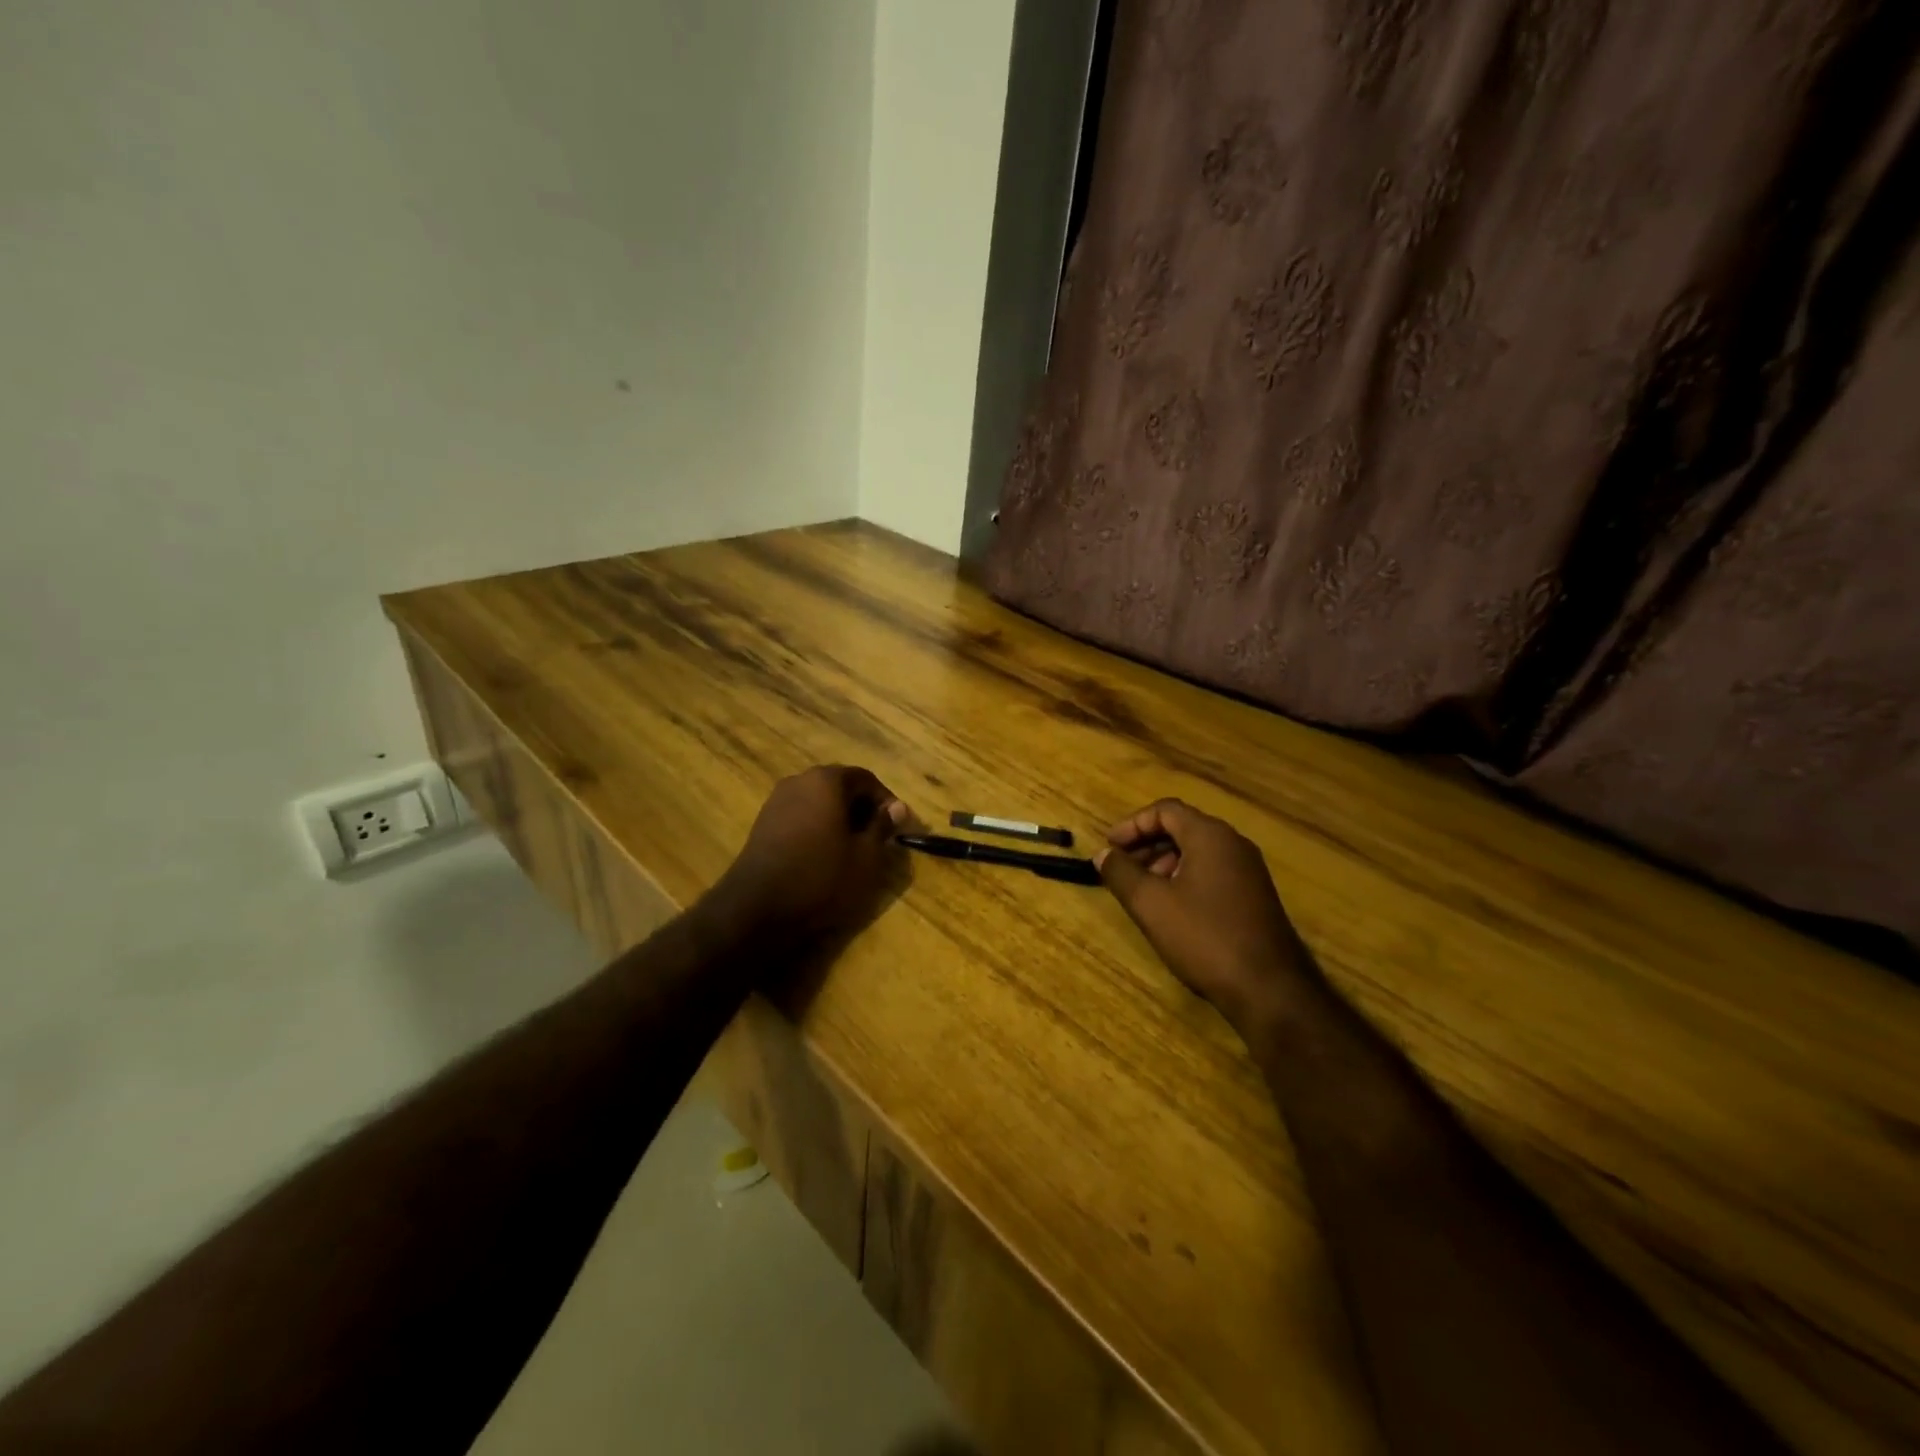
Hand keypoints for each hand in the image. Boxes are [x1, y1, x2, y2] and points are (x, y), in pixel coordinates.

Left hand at [715, 765, 911, 939]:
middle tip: (879, 837)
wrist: (757, 908)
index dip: (886, 801)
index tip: (899, 826)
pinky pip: (801, 815)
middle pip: (840, 786)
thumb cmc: (821, 877)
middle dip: (863, 808)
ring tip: (853, 848)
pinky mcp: (764, 823)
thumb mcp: (865, 856)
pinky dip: (818, 827)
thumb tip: (897, 807)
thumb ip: (882, 826)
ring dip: (840, 818)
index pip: (866, 779)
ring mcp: (777, 801)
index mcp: (826, 780)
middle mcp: (799, 781)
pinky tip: (825, 854)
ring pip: (819, 801)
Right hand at [1096, 799, 1312, 1033]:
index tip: (1109, 848)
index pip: (1165, 810)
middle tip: (1121, 869)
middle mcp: (1233, 844)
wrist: (1269, 988)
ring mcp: (1249, 870)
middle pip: (1182, 827)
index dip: (1132, 825)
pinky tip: (1172, 909)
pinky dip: (1186, 878)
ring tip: (1142, 891)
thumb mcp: (1151, 904)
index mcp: (1210, 836)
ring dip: (1164, 863)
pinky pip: (1213, 871)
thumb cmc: (1204, 937)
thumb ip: (1121, 873)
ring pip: (1198, 851)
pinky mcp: (1255, 896)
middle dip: (1147, 844)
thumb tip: (1103, 855)